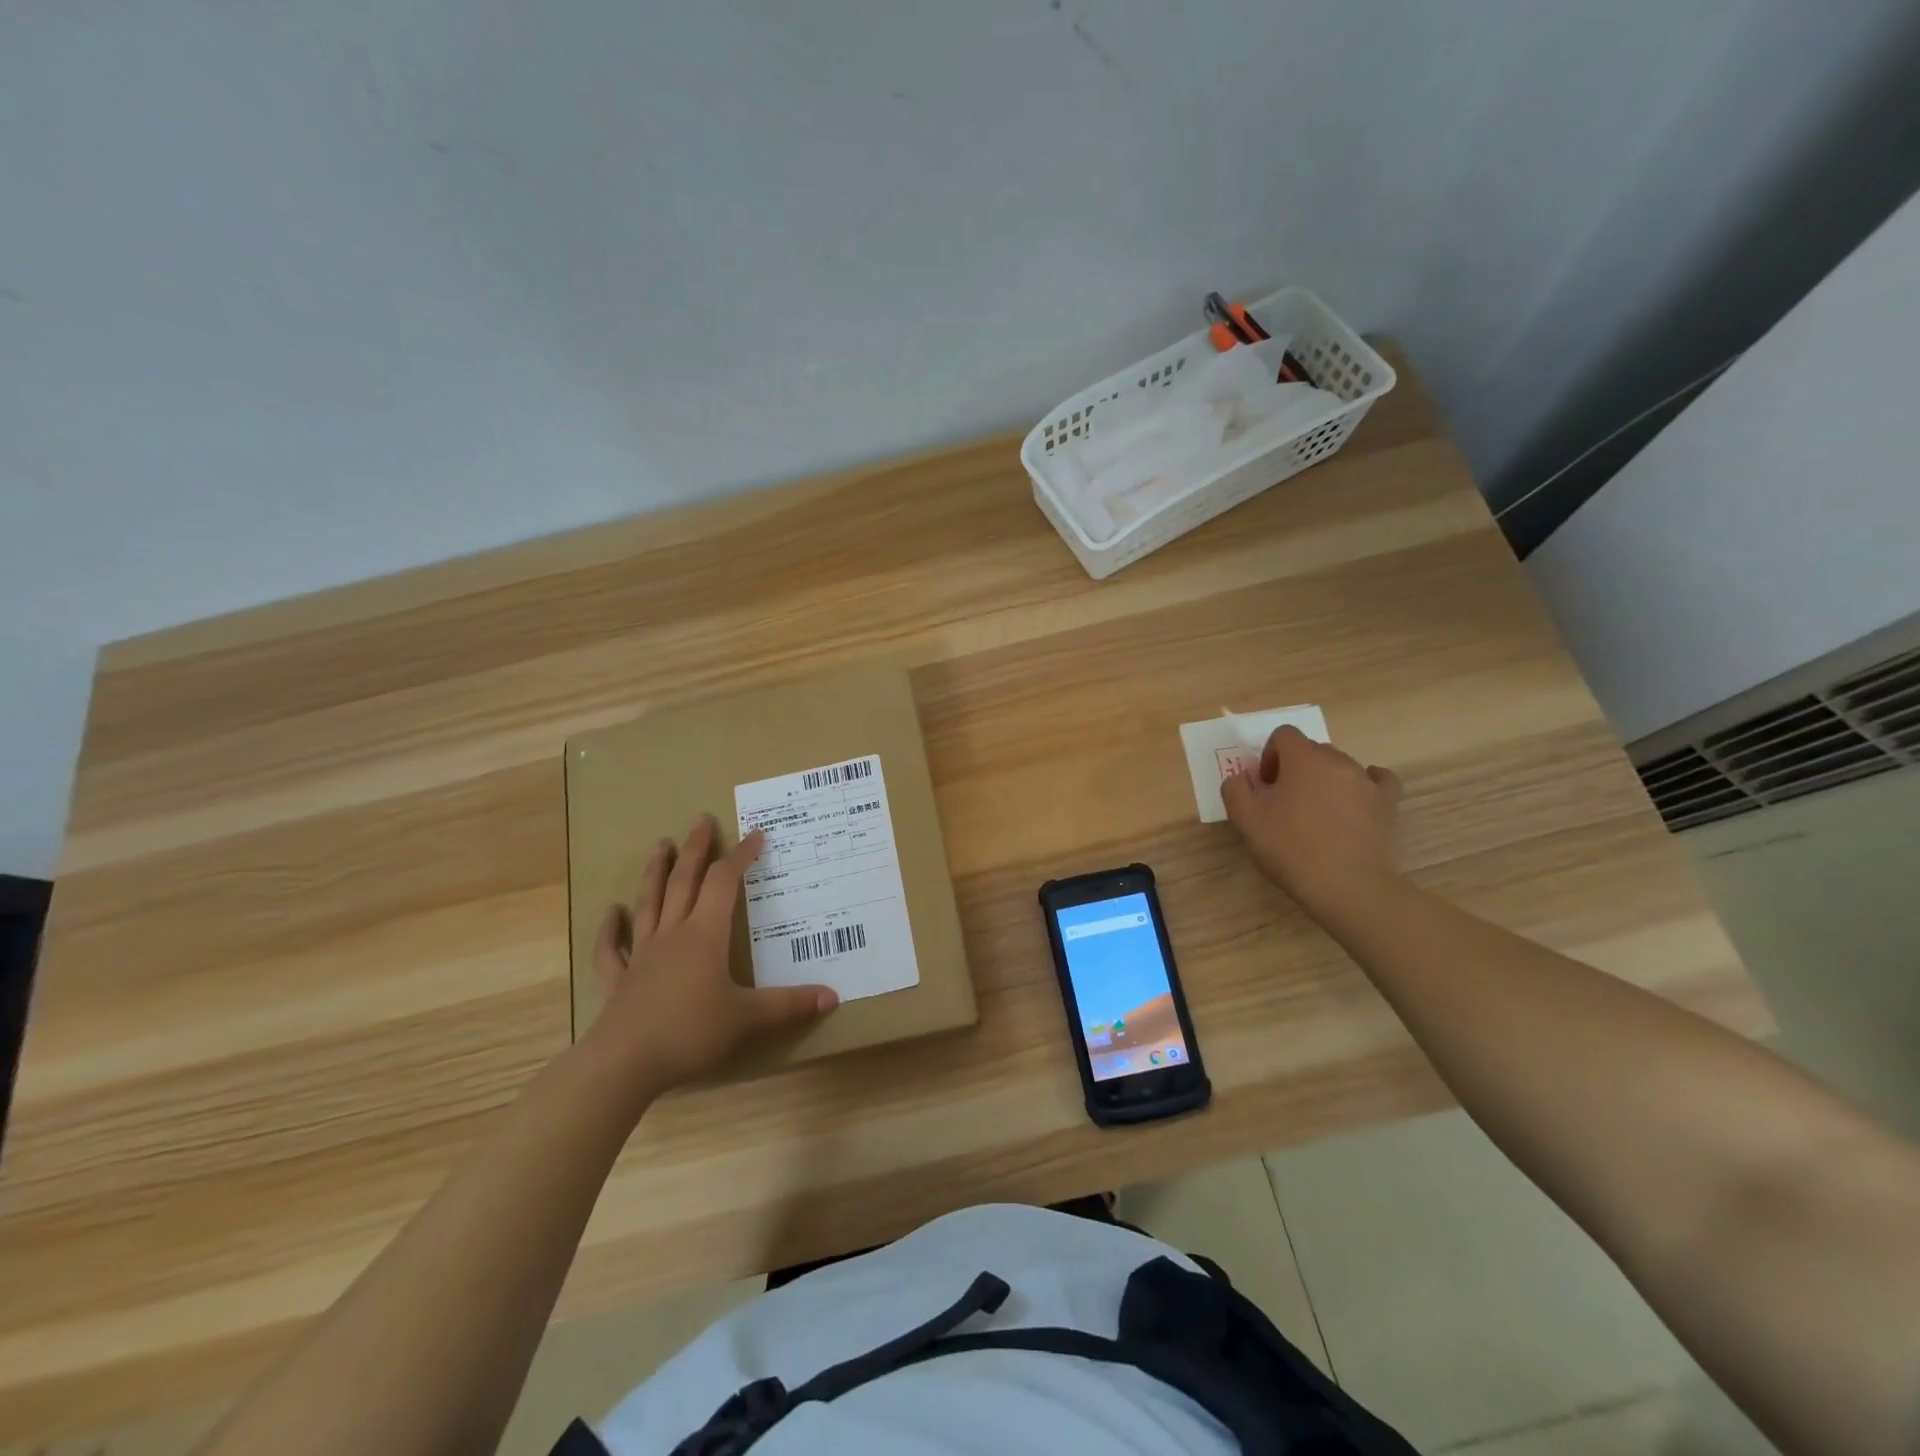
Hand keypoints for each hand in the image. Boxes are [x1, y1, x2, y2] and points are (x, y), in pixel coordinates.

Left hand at [588, 815, 837, 1095]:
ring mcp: (641, 955)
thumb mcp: (747, 1018)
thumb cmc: (690, 1032)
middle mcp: (672, 934)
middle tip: (701, 820)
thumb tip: (833, 996)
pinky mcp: (618, 980)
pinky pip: (611, 949)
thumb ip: (789, 1005)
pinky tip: (610, 913)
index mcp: (705, 935)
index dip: (741, 856)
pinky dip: (609, 929)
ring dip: (654, 872)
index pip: (724, 883)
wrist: (624, 1063)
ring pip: (649, 903)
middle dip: (695, 849)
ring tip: (659, 844)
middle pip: (684, 881)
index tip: (756, 835)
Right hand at [1221, 725, 1403, 920]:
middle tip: (1283, 803)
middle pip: (1311, 750)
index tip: (1264, 787)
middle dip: (1294, 769)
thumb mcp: (1245, 819)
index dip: (1269, 757)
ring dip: (1323, 781)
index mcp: (1303, 758)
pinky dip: (1363, 785)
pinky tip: (1355, 801)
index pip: (1283, 735)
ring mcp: (1366, 781)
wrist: (1346, 886)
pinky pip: (1377, 780)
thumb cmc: (1290, 847)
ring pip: (1339, 767)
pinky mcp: (1387, 803)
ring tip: (1315, 815)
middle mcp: (1338, 760)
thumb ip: (1235, 788)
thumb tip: (1242, 777)